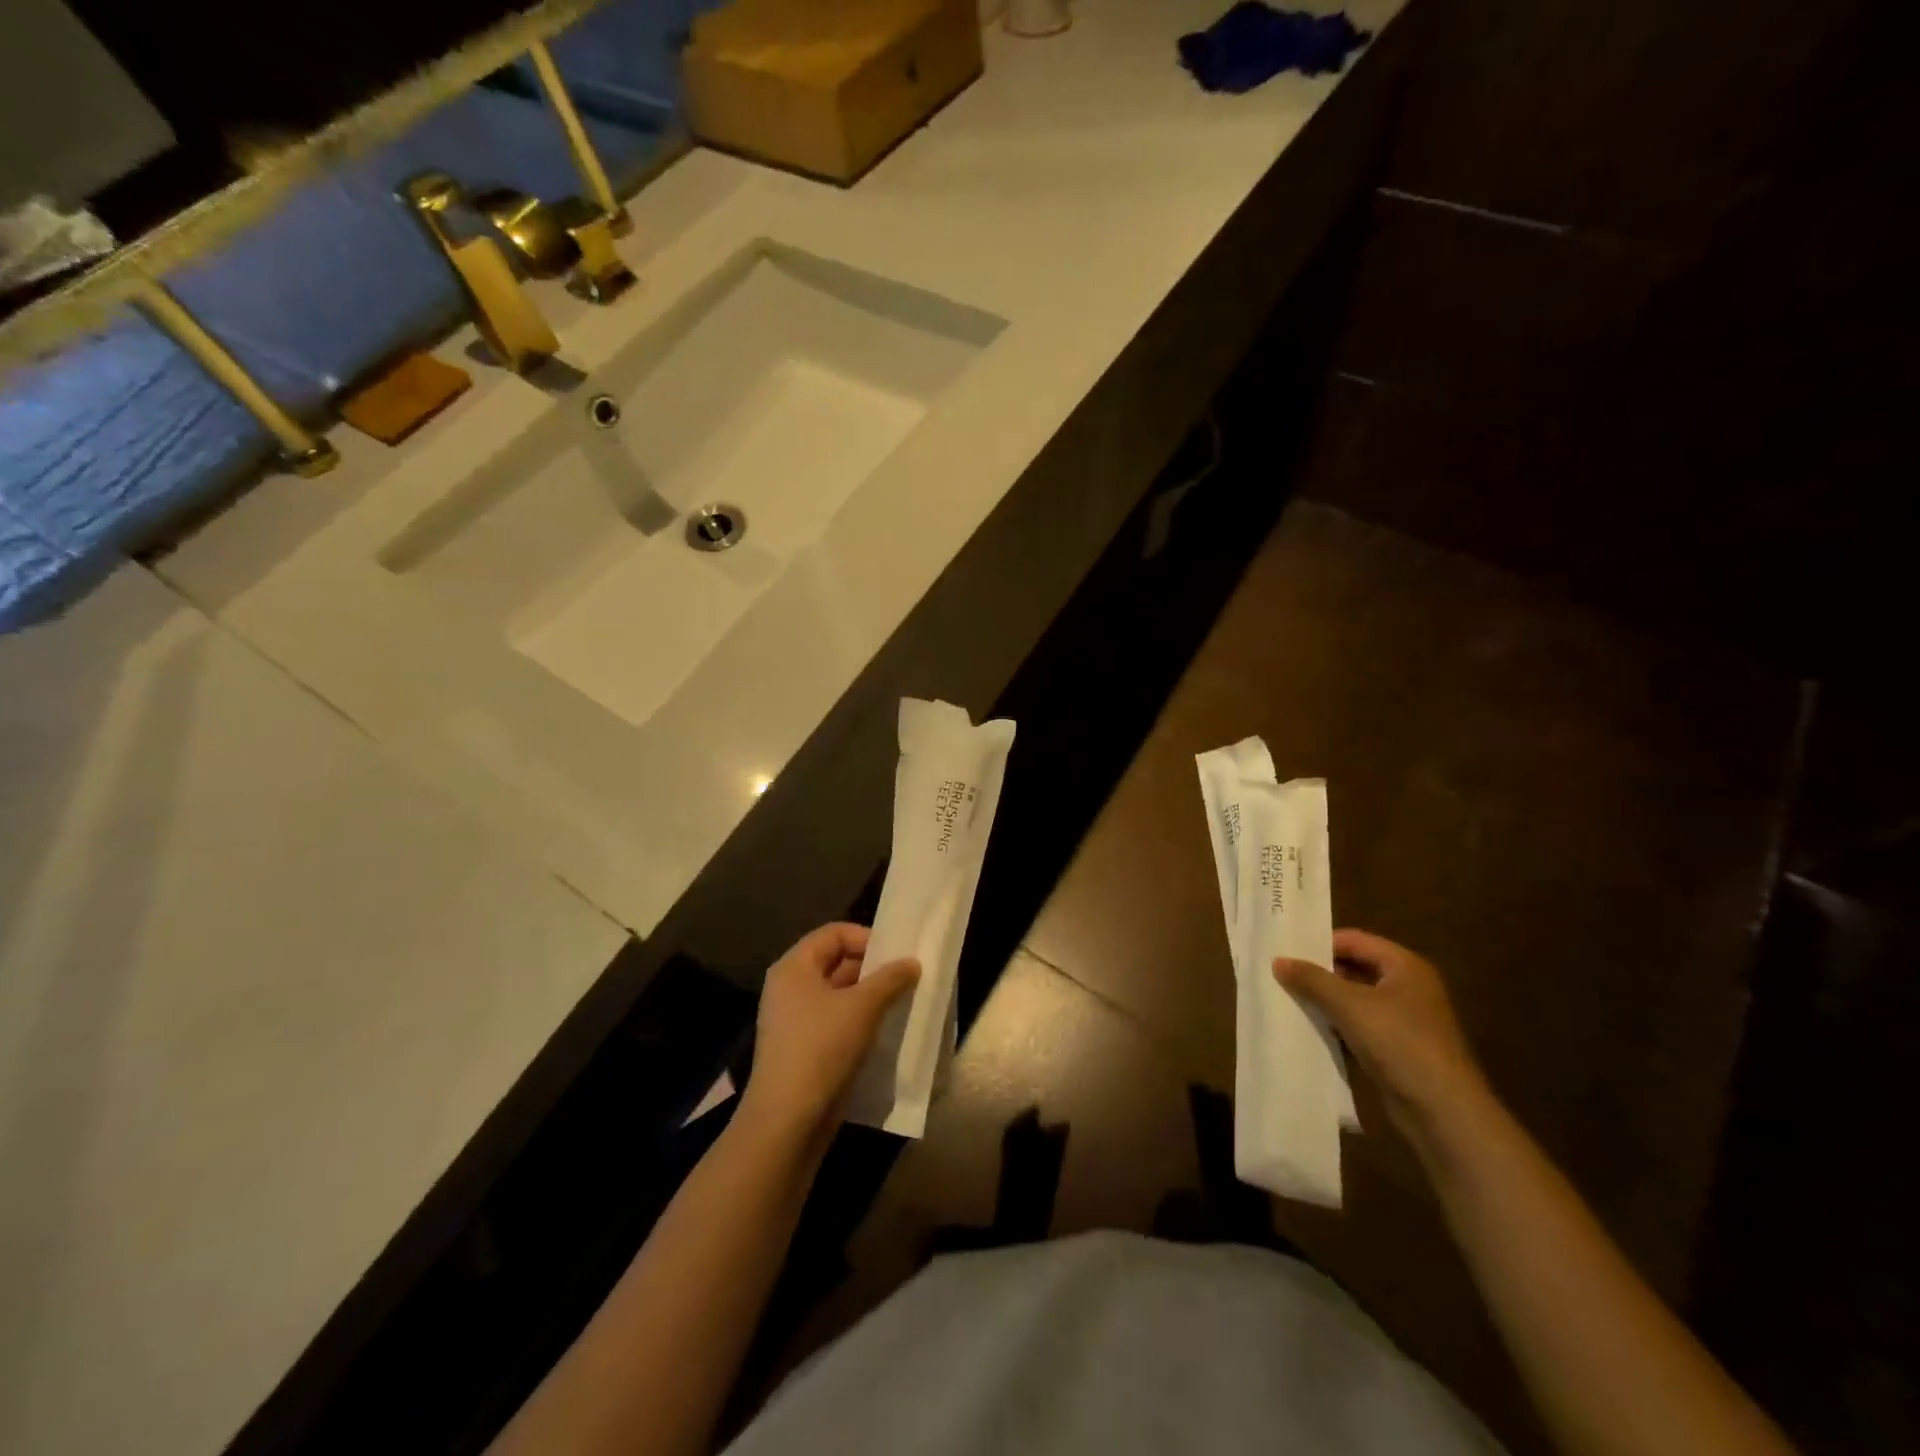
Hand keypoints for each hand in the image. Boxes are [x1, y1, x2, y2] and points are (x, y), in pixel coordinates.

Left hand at [739, 923, 918, 1144]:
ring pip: (838, 994)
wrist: (787, 1121)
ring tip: (902, 1002)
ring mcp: (794, 1019)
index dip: (867, 938)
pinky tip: (885, 1030)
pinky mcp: (803, 1048)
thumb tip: (912, 963)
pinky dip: (859, 1020)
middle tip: (907, 977)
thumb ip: (890, 979)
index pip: (834, 933)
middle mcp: (789, 987)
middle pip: (836, 961)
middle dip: (872, 968)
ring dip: (870, 996)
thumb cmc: (822, 1049)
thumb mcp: (862, 1008)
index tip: (897, 955)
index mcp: (794, 967)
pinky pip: (835, 1021)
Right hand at [1274, 929, 1489, 1143]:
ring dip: (1326, 1001)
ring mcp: (1405, 1019)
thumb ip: (1312, 980)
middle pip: (1354, 968)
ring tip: (1289, 1000)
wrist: (1443, 1112)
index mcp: (1405, 966)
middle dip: (1320, 974)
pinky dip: (1337, 1025)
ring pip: (1355, 998)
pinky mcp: (1398, 1047)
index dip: (1320, 944)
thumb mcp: (1349, 1005)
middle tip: (1282, 976)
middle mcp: (1408, 987)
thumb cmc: (1399, 1043)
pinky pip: (1360, 1025)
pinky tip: (1310, 1030)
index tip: (1286, 953)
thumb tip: (1278, 960)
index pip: (1353, 940)